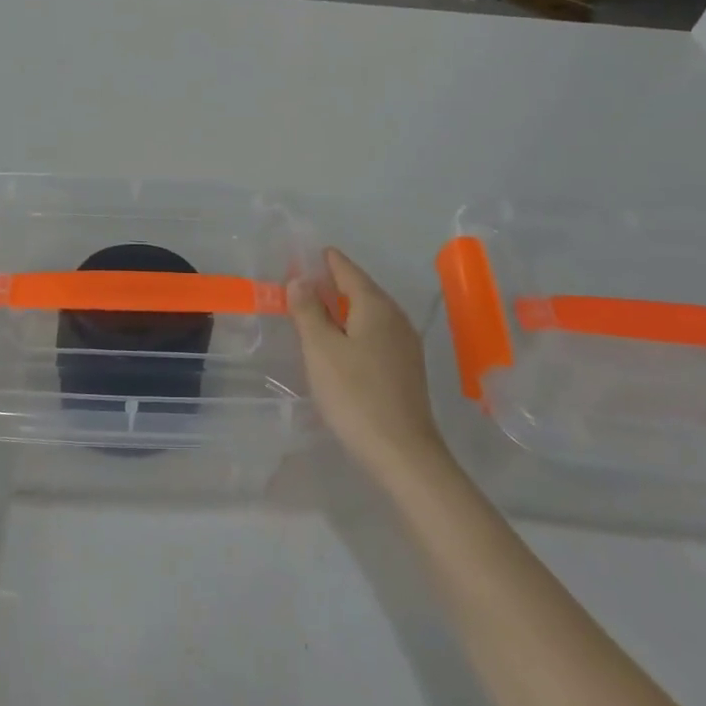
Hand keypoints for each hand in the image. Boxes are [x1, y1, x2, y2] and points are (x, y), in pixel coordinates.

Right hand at [288, 248, 447, 484]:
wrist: (402, 452)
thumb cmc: (355, 395)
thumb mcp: (320, 349)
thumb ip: (308, 311)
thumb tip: (300, 280)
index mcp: (376, 307)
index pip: (349, 271)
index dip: (328, 261)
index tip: (308, 252)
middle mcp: (396, 319)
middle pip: (362, 290)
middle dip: (334, 283)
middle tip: (304, 280)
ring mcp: (405, 345)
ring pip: (370, 314)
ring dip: (343, 307)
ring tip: (316, 309)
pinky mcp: (405, 369)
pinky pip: (376, 334)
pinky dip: (355, 328)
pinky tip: (341, 343)